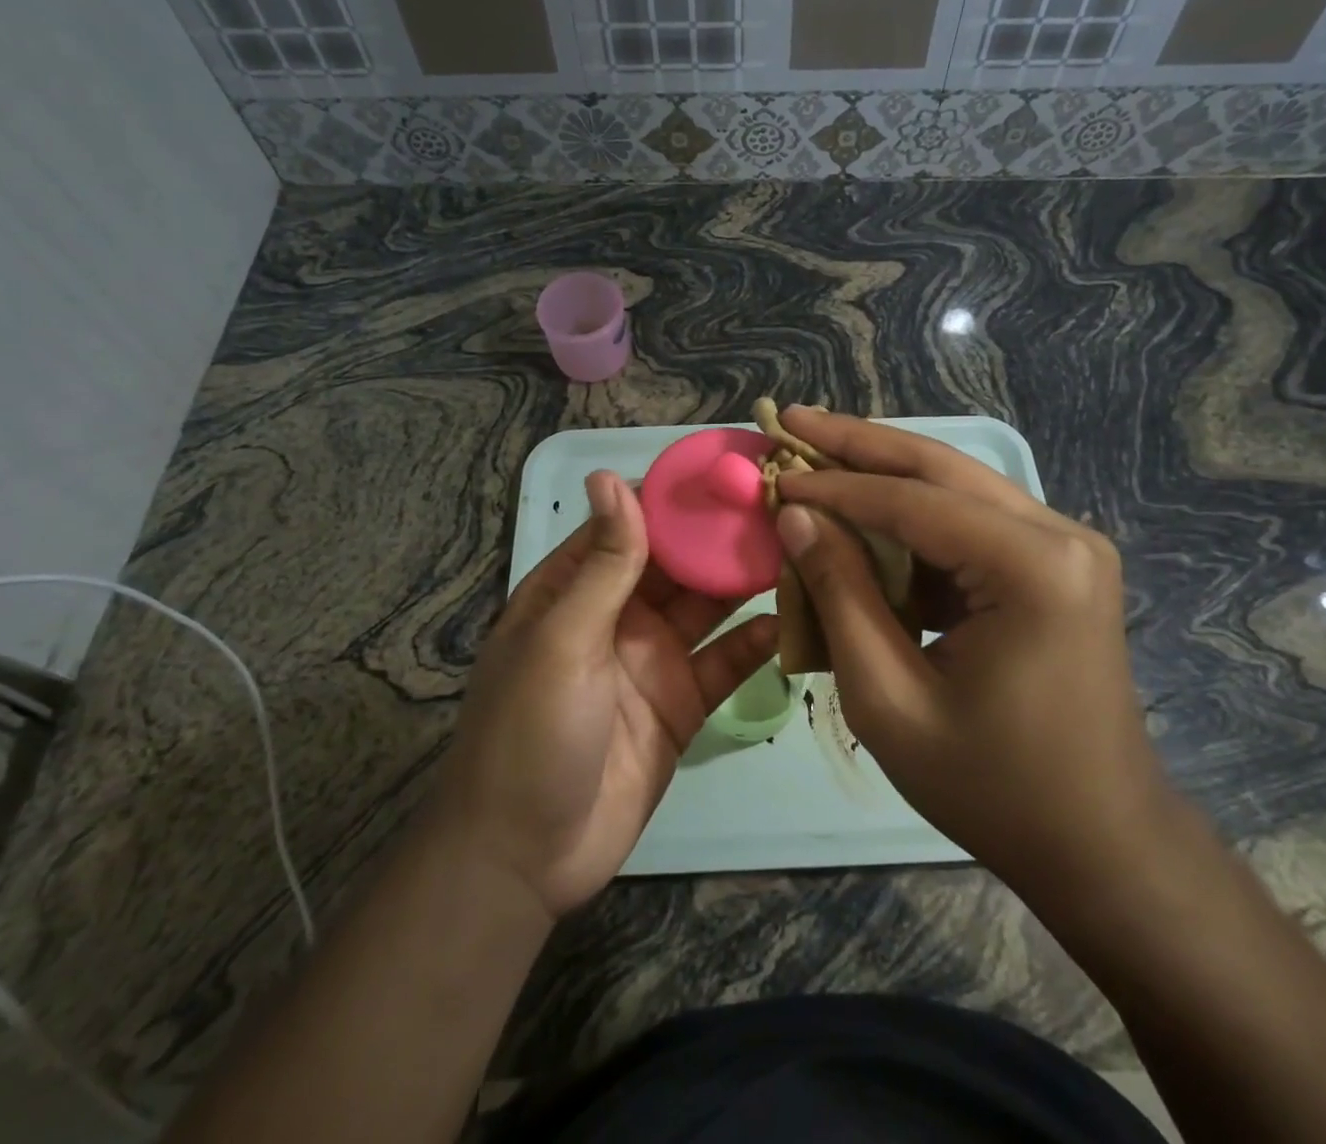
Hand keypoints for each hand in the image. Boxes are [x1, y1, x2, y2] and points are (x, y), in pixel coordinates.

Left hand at [438, 471, 776, 918]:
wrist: (526, 857)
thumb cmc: (530, 731)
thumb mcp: (562, 639)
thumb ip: (602, 563)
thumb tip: (612, 476)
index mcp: (577, 588)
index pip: (632, 523)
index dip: (676, 495)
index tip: (730, 468)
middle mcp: (619, 614)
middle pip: (679, 562)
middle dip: (722, 535)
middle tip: (784, 505)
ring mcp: (654, 658)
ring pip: (709, 606)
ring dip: (747, 581)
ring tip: (799, 548)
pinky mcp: (683, 703)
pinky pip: (726, 662)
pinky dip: (756, 643)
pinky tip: (792, 620)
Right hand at [773, 409, 1171, 898]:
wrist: (1099, 843)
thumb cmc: (991, 786)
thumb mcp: (888, 699)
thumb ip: (841, 595)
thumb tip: (797, 516)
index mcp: (1031, 569)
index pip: (912, 500)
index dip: (835, 484)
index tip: (775, 471)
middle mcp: (1060, 535)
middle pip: (940, 468)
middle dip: (860, 443)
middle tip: (793, 418)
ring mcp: (1066, 546)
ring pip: (956, 486)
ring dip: (885, 473)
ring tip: (819, 451)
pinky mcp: (1057, 565)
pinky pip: (971, 521)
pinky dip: (913, 516)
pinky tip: (866, 512)